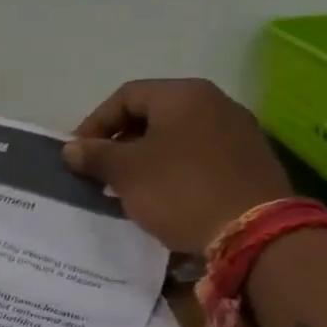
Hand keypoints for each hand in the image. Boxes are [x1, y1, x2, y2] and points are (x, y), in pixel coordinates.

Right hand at [62, 80, 291, 250]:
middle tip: (100, 171)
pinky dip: (174, 170)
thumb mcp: (126, 173)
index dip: (94, 123)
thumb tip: (72, 149)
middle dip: (120, 142)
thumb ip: (95, 155)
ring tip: (129, 188)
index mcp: (183, 94)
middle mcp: (214, 102)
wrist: (255, 233)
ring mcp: (238, 131)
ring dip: (146, 158)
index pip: (125, 96)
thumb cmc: (180, 191)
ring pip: (177, 136)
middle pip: (153, 114)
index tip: (78, 155)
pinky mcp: (250, 162)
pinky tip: (165, 197)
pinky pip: (200, 156)